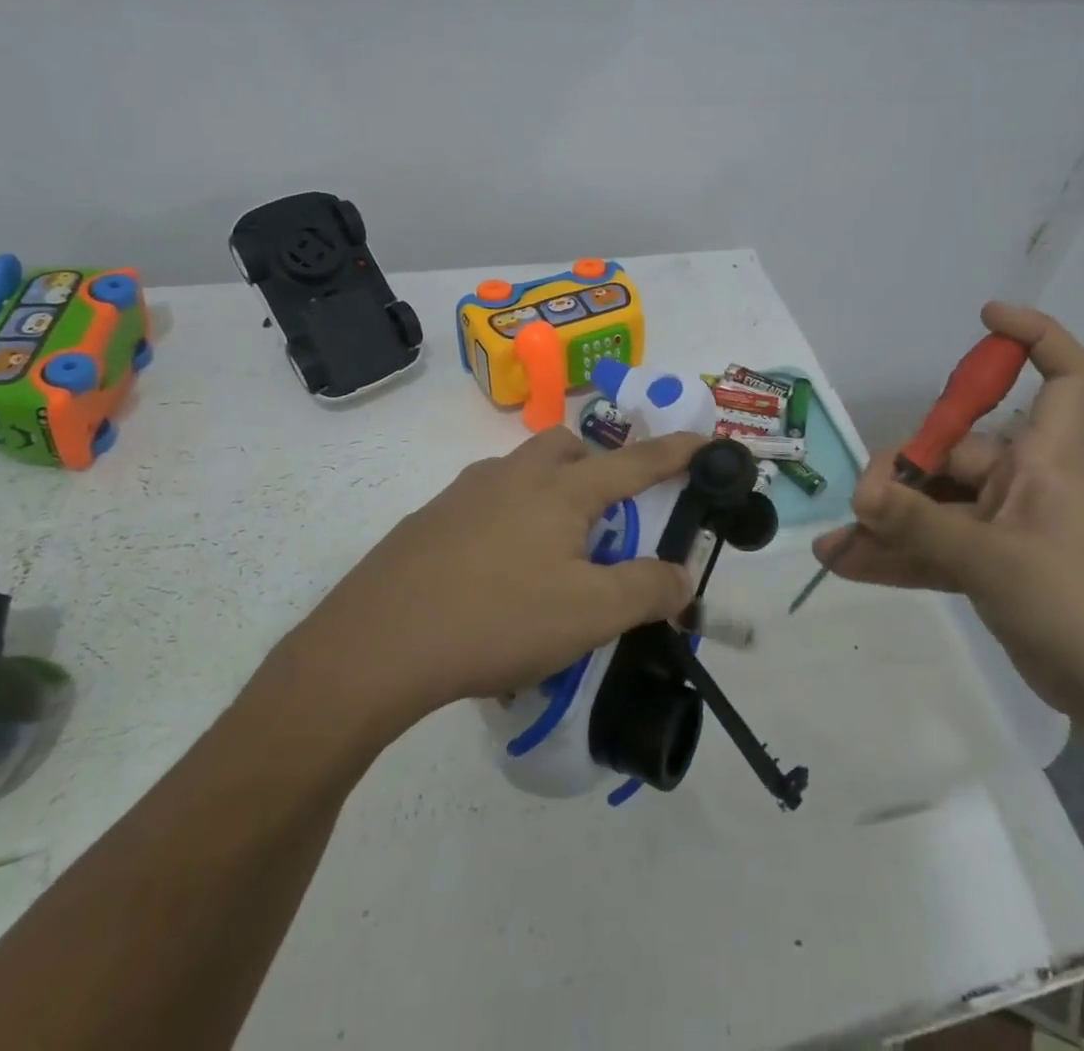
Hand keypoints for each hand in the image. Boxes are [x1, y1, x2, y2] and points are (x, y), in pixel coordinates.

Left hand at [302, 428, 702, 735]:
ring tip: (553, 552)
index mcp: (561, 490)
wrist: (378, 642)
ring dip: (550, 493)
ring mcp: (465, 493)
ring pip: (522, 472)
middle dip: (597, 467)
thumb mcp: (589, 614)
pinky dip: (509, 520)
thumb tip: (682, 575)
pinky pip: (486, 502)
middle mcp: (514, 476)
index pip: (635, 462)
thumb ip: (647, 589)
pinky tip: (498, 574)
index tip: (705, 442)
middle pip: (568, 447)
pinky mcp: (431, 519)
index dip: (676, 452)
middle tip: (606, 517)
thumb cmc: (497, 618)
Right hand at [814, 302, 1083, 723]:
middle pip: (953, 452)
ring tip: (836, 544)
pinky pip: (935, 547)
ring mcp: (1006, 526)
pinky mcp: (993, 566)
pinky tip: (847, 566)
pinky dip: (896, 556)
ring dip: (887, 524)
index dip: (1033, 338)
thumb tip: (859, 497)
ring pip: (934, 507)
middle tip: (860, 508)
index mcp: (1045, 460)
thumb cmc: (1077, 606)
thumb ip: (919, 524)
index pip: (1064, 377)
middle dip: (900, 477)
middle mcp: (1024, 482)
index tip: (985, 319)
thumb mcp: (991, 559)